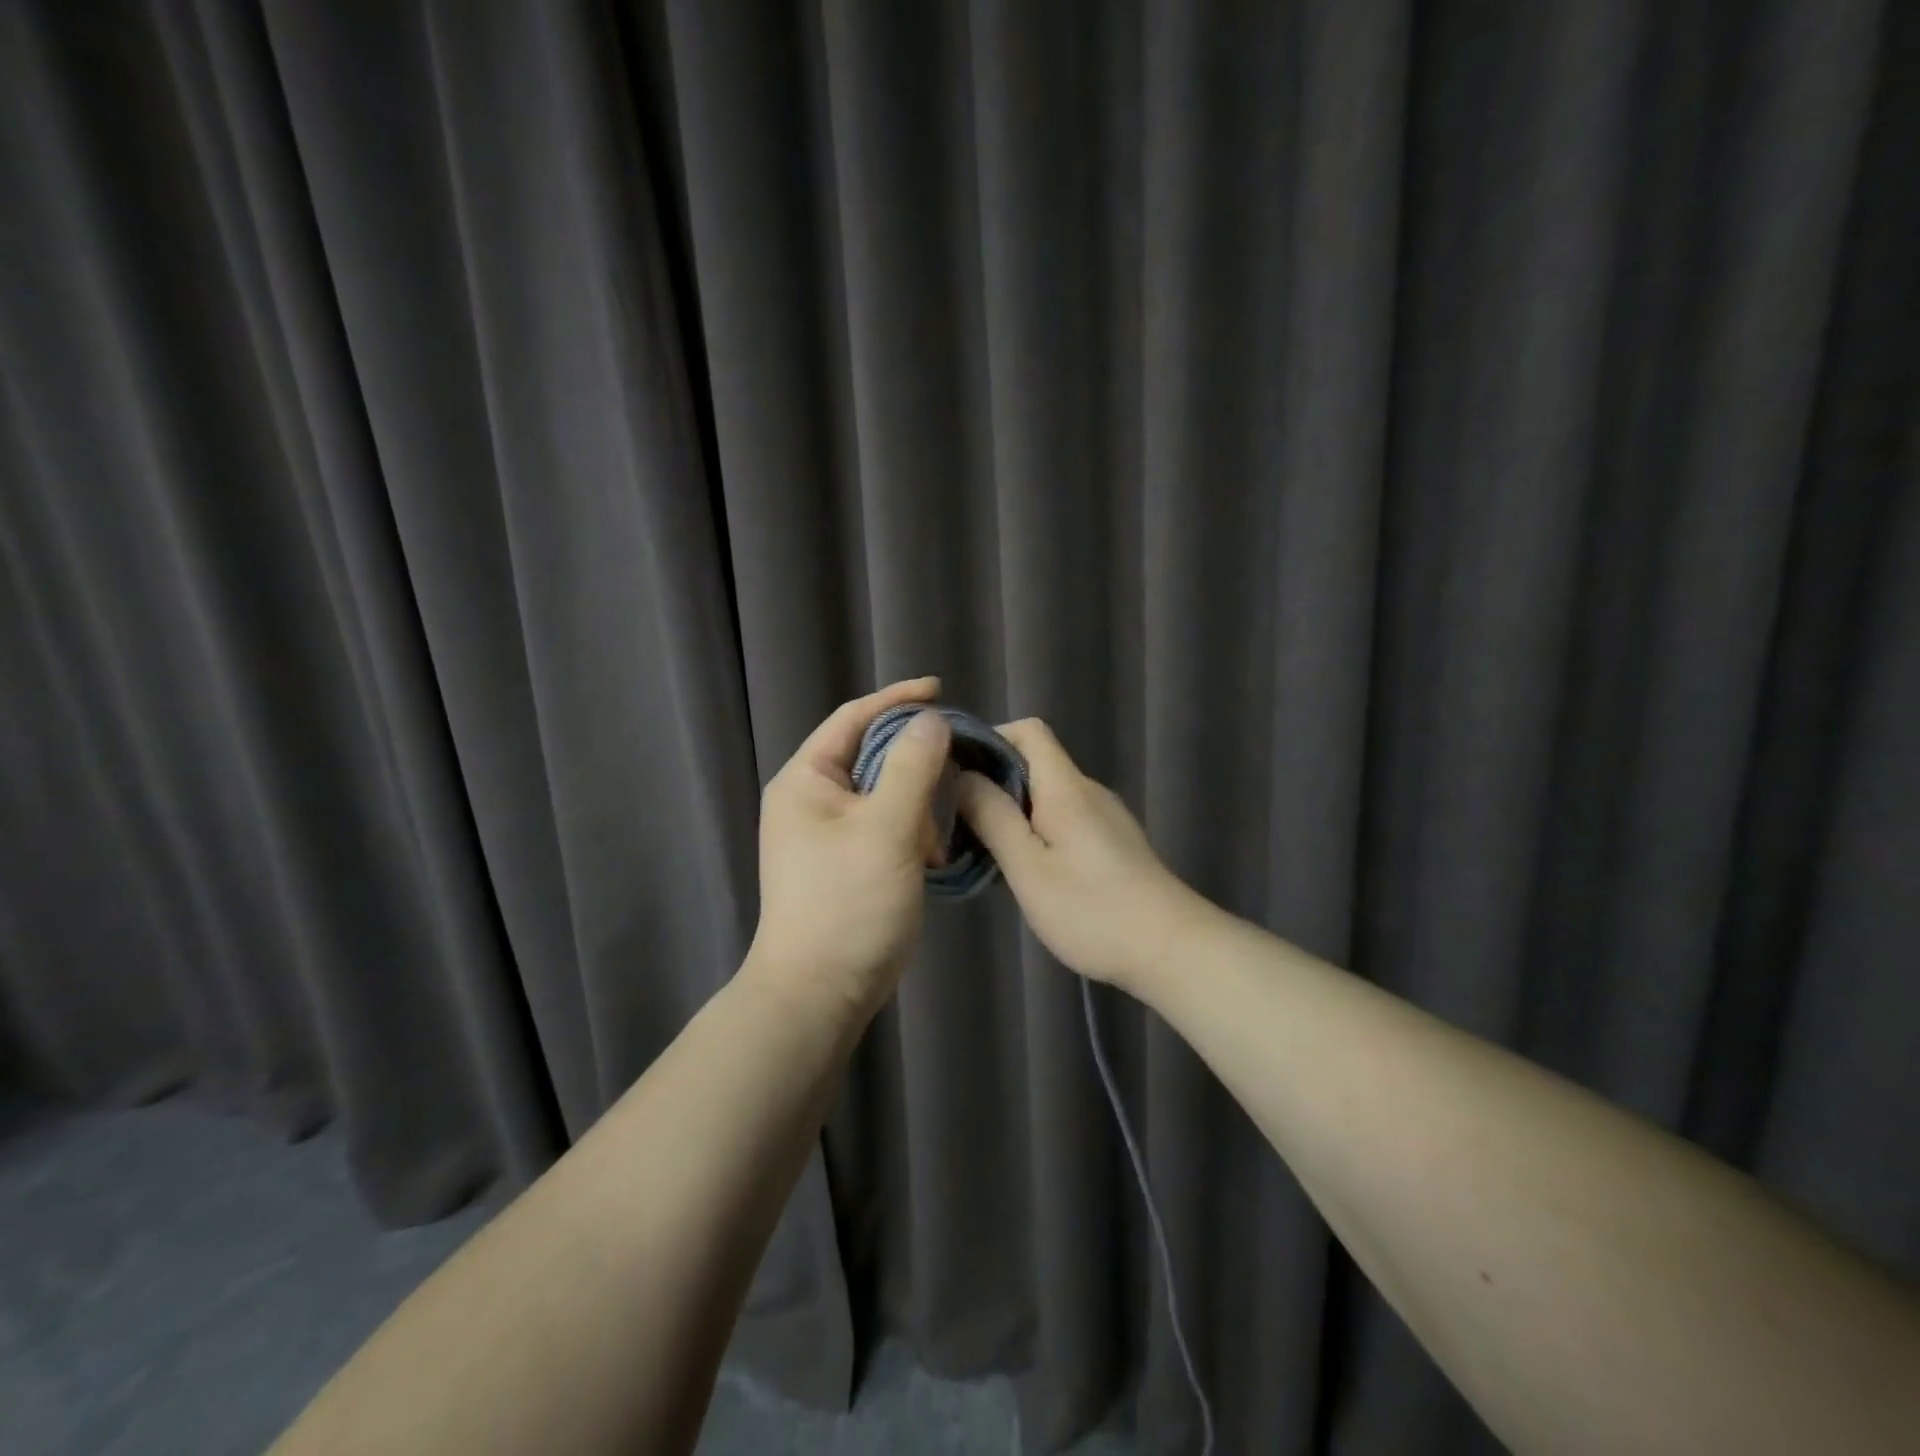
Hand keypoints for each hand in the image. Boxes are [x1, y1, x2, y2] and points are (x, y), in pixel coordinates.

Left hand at [748, 677, 953, 1017]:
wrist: (820, 993)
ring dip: (917, 805)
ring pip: (884, 793)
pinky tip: (931, 856)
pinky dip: (912, 832)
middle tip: (954, 769)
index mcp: (806, 780)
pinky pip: (886, 826)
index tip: (941, 690)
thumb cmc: (848, 904)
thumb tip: (930, 721)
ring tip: (936, 834)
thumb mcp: (886, 828)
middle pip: (871, 755)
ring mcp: (828, 833)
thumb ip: (912, 767)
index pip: (853, 719)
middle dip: (915, 763)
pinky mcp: (847, 861)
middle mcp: (811, 799)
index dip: (897, 699)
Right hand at [955, 719, 1212, 992]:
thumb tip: (961, 775)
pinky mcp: (1113, 841)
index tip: (958, 772)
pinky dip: (1037, 829)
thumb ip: (993, 817)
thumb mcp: (1029, 868)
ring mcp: (1104, 816)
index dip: (990, 739)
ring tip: (986, 849)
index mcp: (1065, 787)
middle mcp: (1087, 790)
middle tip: (961, 820)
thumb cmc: (1092, 909)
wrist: (1172, 949)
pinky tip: (1026, 870)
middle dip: (994, 781)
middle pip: (1035, 761)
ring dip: (1013, 810)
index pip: (1028, 730)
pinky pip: (1065, 817)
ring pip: (1048, 793)